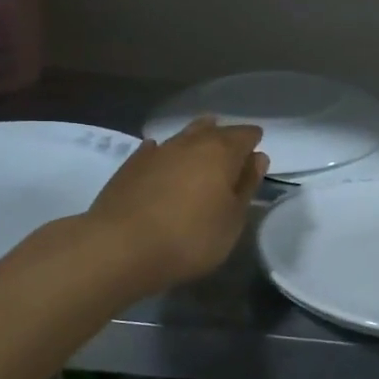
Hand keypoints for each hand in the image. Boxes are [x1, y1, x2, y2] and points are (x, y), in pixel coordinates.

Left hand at [82, 118, 267, 291]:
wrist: (120, 247)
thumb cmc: (190, 238)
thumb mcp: (232, 220)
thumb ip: (246, 186)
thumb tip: (257, 158)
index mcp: (221, 152)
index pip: (245, 135)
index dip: (253, 141)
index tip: (257, 153)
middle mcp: (190, 143)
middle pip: (214, 130)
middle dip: (225, 137)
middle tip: (232, 151)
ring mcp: (157, 151)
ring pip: (183, 136)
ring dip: (196, 140)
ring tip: (202, 149)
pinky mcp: (130, 165)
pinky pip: (155, 150)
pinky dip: (164, 153)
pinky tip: (161, 158)